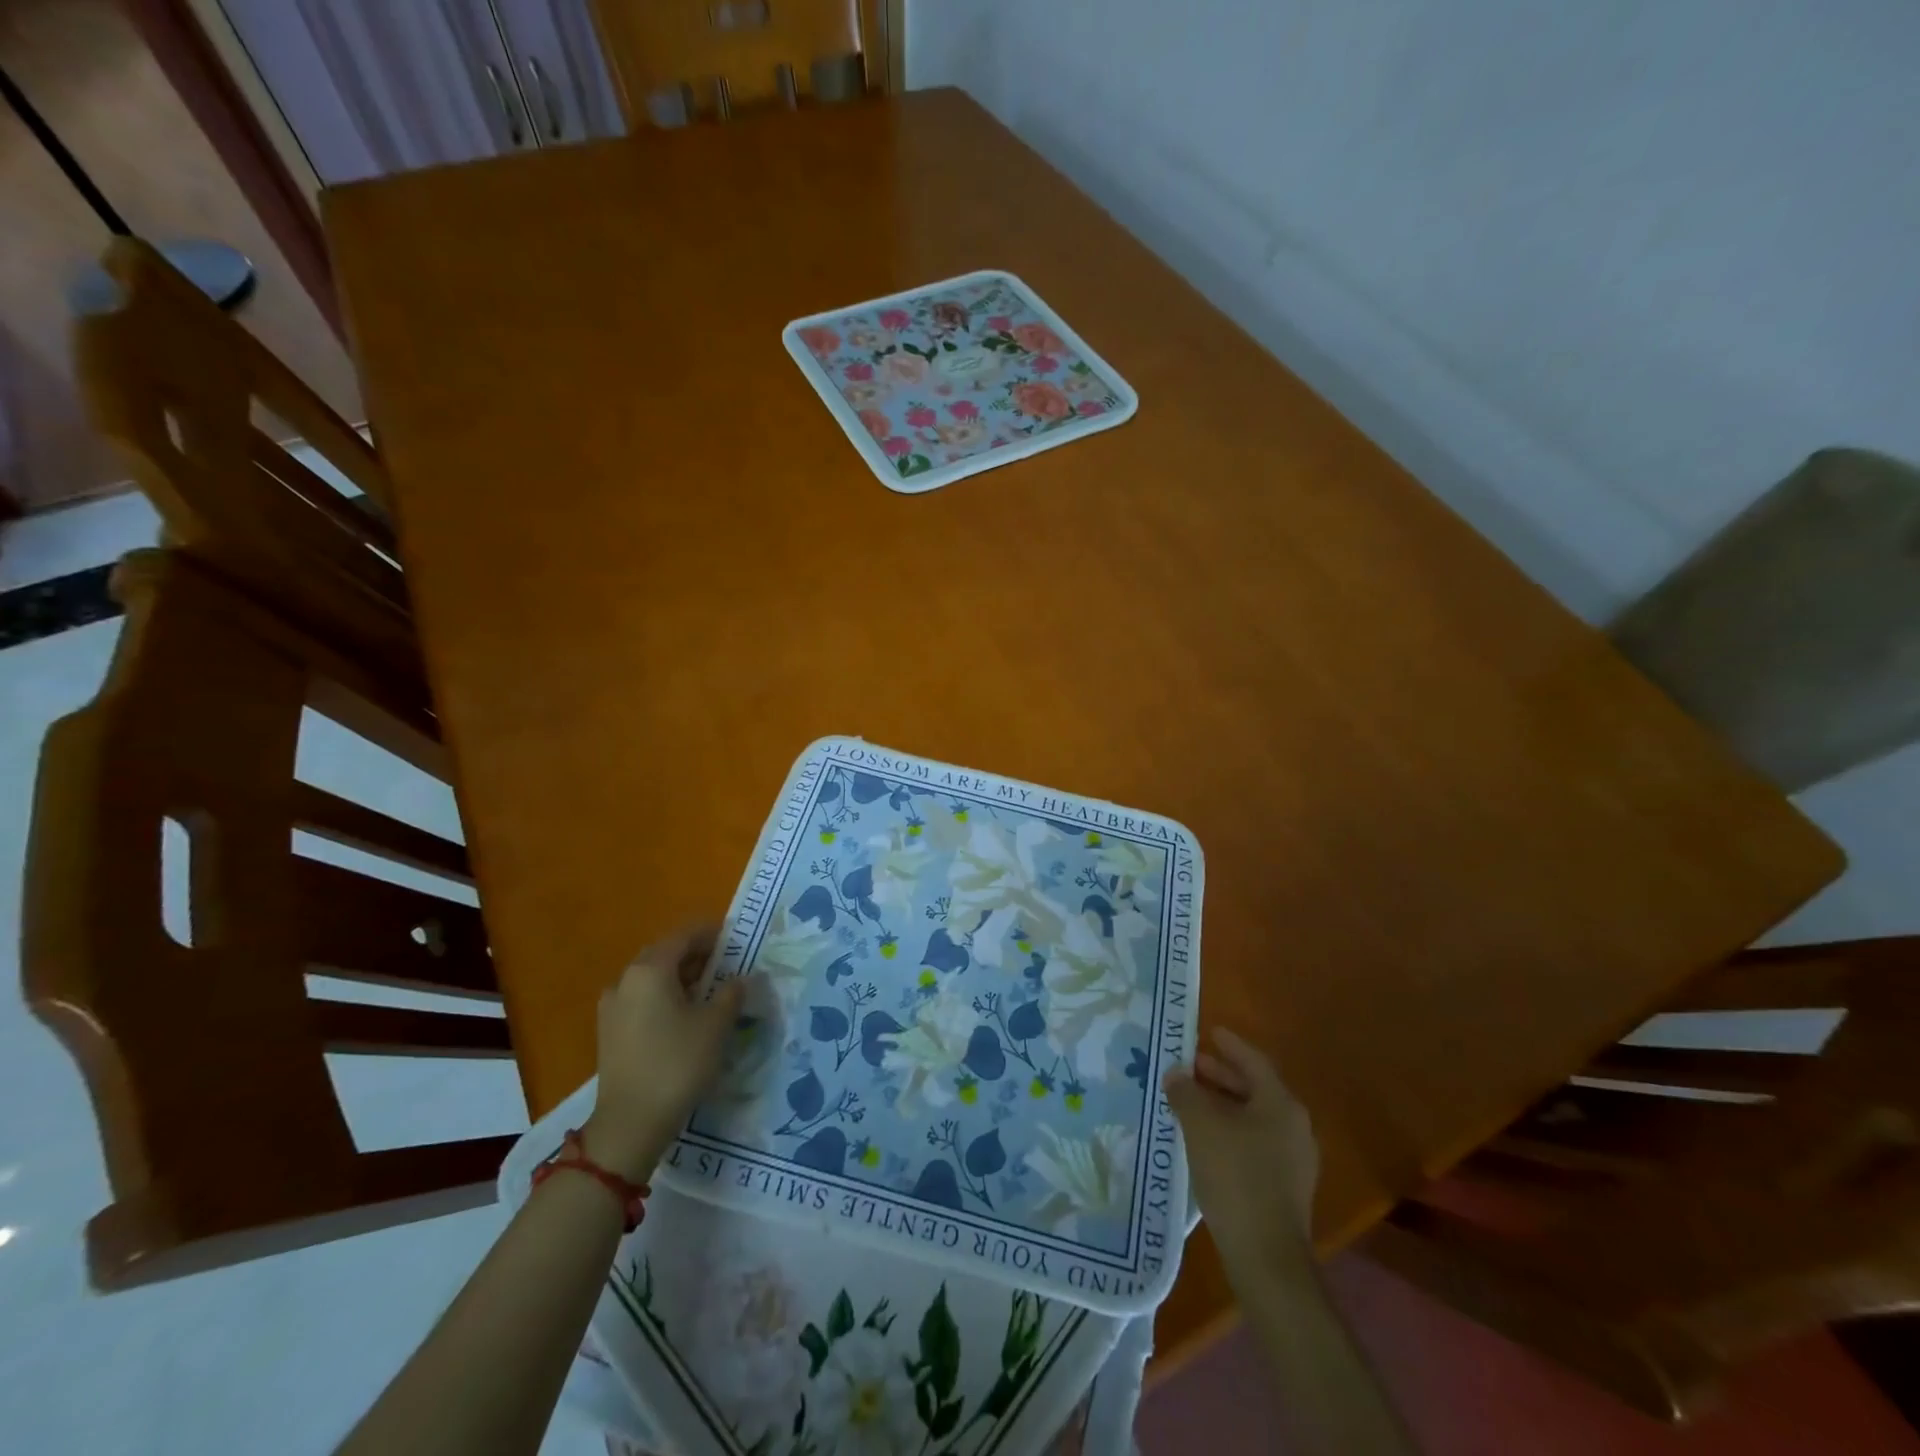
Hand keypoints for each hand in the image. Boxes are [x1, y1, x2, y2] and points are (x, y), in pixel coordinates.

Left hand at [581, 924, 747, 1181]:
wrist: (630, 1123)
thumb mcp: (716, 1025)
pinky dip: (665, 997)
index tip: (736, 938)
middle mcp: (626, 979)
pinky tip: (686, 1015)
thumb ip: (732, 993)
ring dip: (681, 977)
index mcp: (650, 969)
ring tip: (711, 991)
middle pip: (666, 954)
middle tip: (728, 964)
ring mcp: (613, 1006)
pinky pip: (642, 999)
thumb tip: (742, 977)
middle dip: (697, 955)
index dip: (713, 934)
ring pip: (653, 978)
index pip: (685, 936)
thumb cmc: (678, 1064)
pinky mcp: (610, 1031)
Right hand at [1164, 1027, 1318, 1271]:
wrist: (1266, 1256)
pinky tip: (1204, 1137)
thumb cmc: (1235, 1177)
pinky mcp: (1284, 1185)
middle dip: (1221, 1075)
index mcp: (1281, 1104)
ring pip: (1254, 1116)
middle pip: (1255, 1088)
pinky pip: (1255, 1141)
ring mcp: (1293, 1158)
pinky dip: (1230, 1129)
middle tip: (1191, 1065)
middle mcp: (1294, 1126)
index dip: (1230, 1045)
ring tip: (1191, 1100)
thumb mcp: (1201, 1126)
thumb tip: (1176, 1074)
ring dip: (1223, 1103)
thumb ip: (1186, 1093)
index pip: (1254, 1061)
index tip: (1209, 1032)